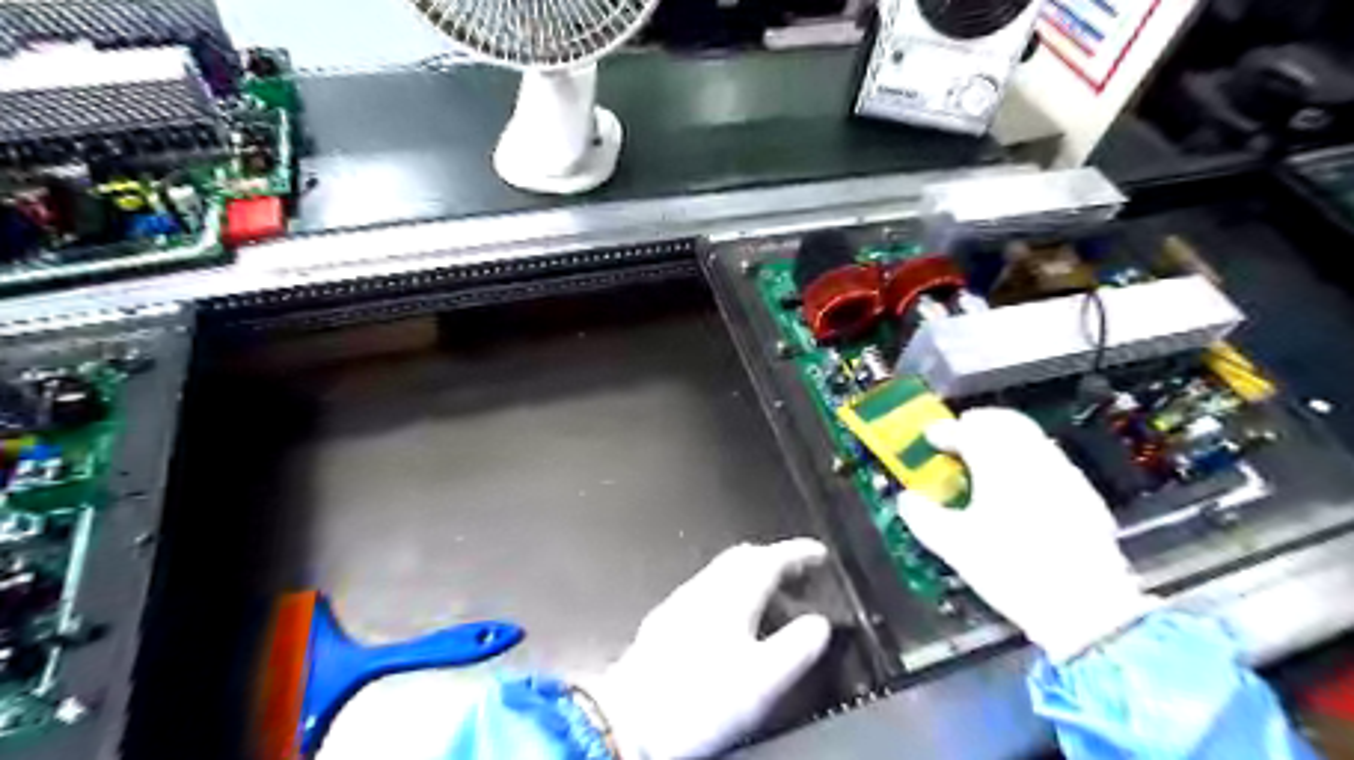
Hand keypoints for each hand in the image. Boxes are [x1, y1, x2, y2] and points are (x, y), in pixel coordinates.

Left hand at [593, 540, 836, 759]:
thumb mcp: (762, 680)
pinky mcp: (665, 620)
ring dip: (751, 575)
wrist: (629, 720)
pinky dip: (729, 592)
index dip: (799, 552)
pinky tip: (730, 621)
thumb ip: (797, 647)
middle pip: (744, 557)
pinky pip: (706, 590)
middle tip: (798, 575)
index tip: (819, 554)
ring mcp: (682, 601)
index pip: (771, 557)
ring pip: (723, 572)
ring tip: (771, 599)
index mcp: (732, 594)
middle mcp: (705, 588)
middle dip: (775, 559)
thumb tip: (819, 625)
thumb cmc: (698, 700)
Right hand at [897, 405, 1152, 661]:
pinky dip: (1027, 459)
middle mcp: (1034, 459)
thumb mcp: (954, 546)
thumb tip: (908, 499)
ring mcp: (1063, 475)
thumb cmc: (1013, 570)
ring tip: (983, 459)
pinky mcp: (1083, 495)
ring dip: (1003, 439)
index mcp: (1000, 464)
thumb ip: (923, 517)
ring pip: (1030, 438)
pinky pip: (1049, 460)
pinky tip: (1019, 486)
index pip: (967, 430)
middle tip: (957, 435)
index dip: (944, 431)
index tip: (930, 438)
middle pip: (1004, 422)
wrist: (1087, 608)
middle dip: (977, 423)